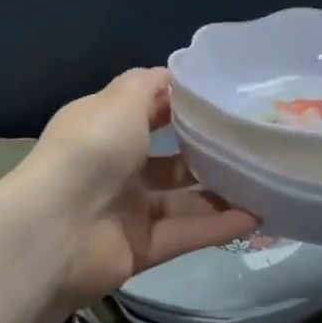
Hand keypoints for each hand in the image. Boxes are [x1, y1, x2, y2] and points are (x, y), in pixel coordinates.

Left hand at [27, 67, 258, 304]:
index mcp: (105, 128)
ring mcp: (128, 210)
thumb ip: (149, 85)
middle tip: (252, 143)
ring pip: (183, 199)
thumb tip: (172, 74)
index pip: (147, 111)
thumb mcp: (121, 101)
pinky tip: (257, 216)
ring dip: (220, 192)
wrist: (56, 230)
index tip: (223, 100)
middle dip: (206, 152)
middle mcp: (115, 167)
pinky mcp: (141, 248)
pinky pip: (186, 233)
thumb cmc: (91, 150)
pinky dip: (218, 226)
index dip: (181, 105)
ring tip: (265, 181)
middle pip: (169, 158)